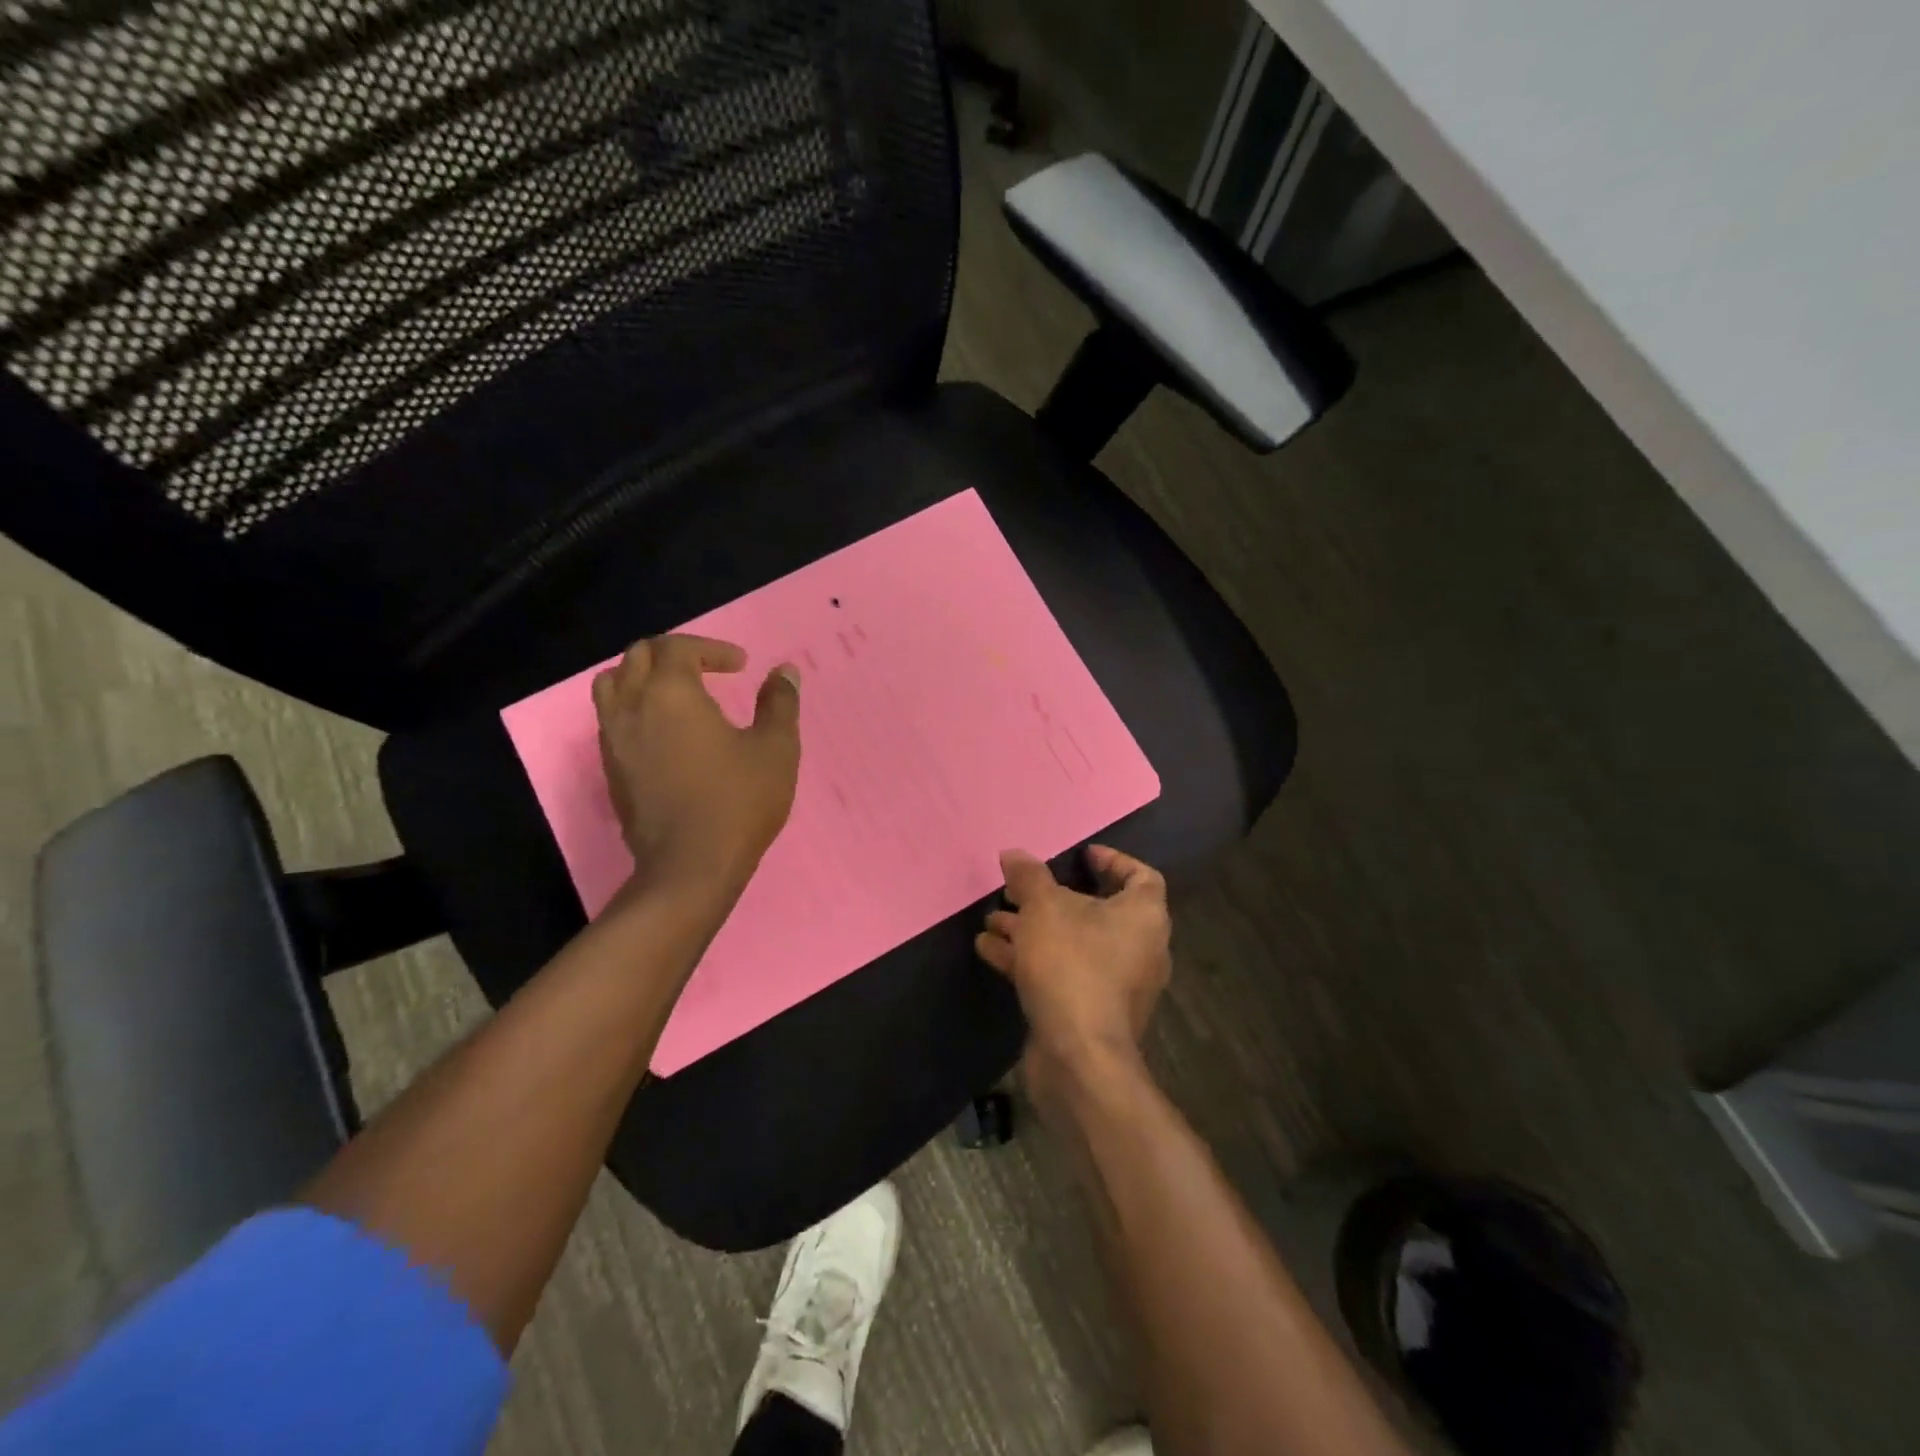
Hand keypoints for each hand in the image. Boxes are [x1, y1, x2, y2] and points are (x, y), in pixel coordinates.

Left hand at [593, 635, 800, 895]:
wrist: (690, 867)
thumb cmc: (738, 801)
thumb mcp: (775, 749)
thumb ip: (780, 703)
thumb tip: (785, 672)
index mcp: (670, 693)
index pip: (678, 647)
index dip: (711, 649)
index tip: (741, 666)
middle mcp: (632, 707)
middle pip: (637, 656)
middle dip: (674, 653)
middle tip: (708, 670)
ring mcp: (613, 739)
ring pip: (612, 684)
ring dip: (644, 677)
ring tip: (677, 694)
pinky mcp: (610, 769)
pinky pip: (611, 719)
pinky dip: (635, 708)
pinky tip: (665, 733)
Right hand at [974, 846, 1171, 1103]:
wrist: (1078, 1056)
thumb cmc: (1072, 965)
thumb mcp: (1044, 909)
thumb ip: (1029, 877)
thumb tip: (1013, 854)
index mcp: (1143, 917)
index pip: (1140, 877)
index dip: (1112, 861)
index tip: (1081, 855)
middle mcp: (1138, 949)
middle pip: (1097, 911)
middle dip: (1051, 899)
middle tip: (1019, 888)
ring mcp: (1115, 985)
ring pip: (1071, 944)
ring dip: (1031, 929)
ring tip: (992, 918)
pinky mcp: (1090, 1012)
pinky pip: (1061, 973)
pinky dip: (1029, 959)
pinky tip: (988, 949)